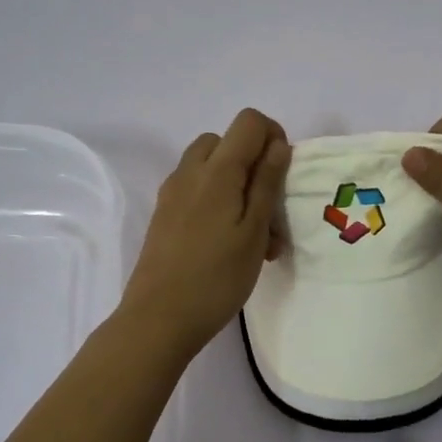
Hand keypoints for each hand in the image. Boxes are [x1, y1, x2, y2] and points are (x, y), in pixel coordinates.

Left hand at [119, 108, 291, 357]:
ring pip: (210, 168)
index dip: (273, 136)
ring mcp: (172, 193)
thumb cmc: (216, 277)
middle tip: (270, 208)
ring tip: (254, 234)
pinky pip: (196, 190)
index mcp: (217, 170)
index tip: (284, 174)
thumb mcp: (254, 231)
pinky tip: (227, 244)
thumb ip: (267, 182)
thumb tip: (278, 144)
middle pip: (226, 141)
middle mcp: (190, 171)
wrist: (158, 319)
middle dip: (253, 163)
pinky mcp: (164, 215)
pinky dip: (217, 202)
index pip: (248, 121)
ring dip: (236, 185)